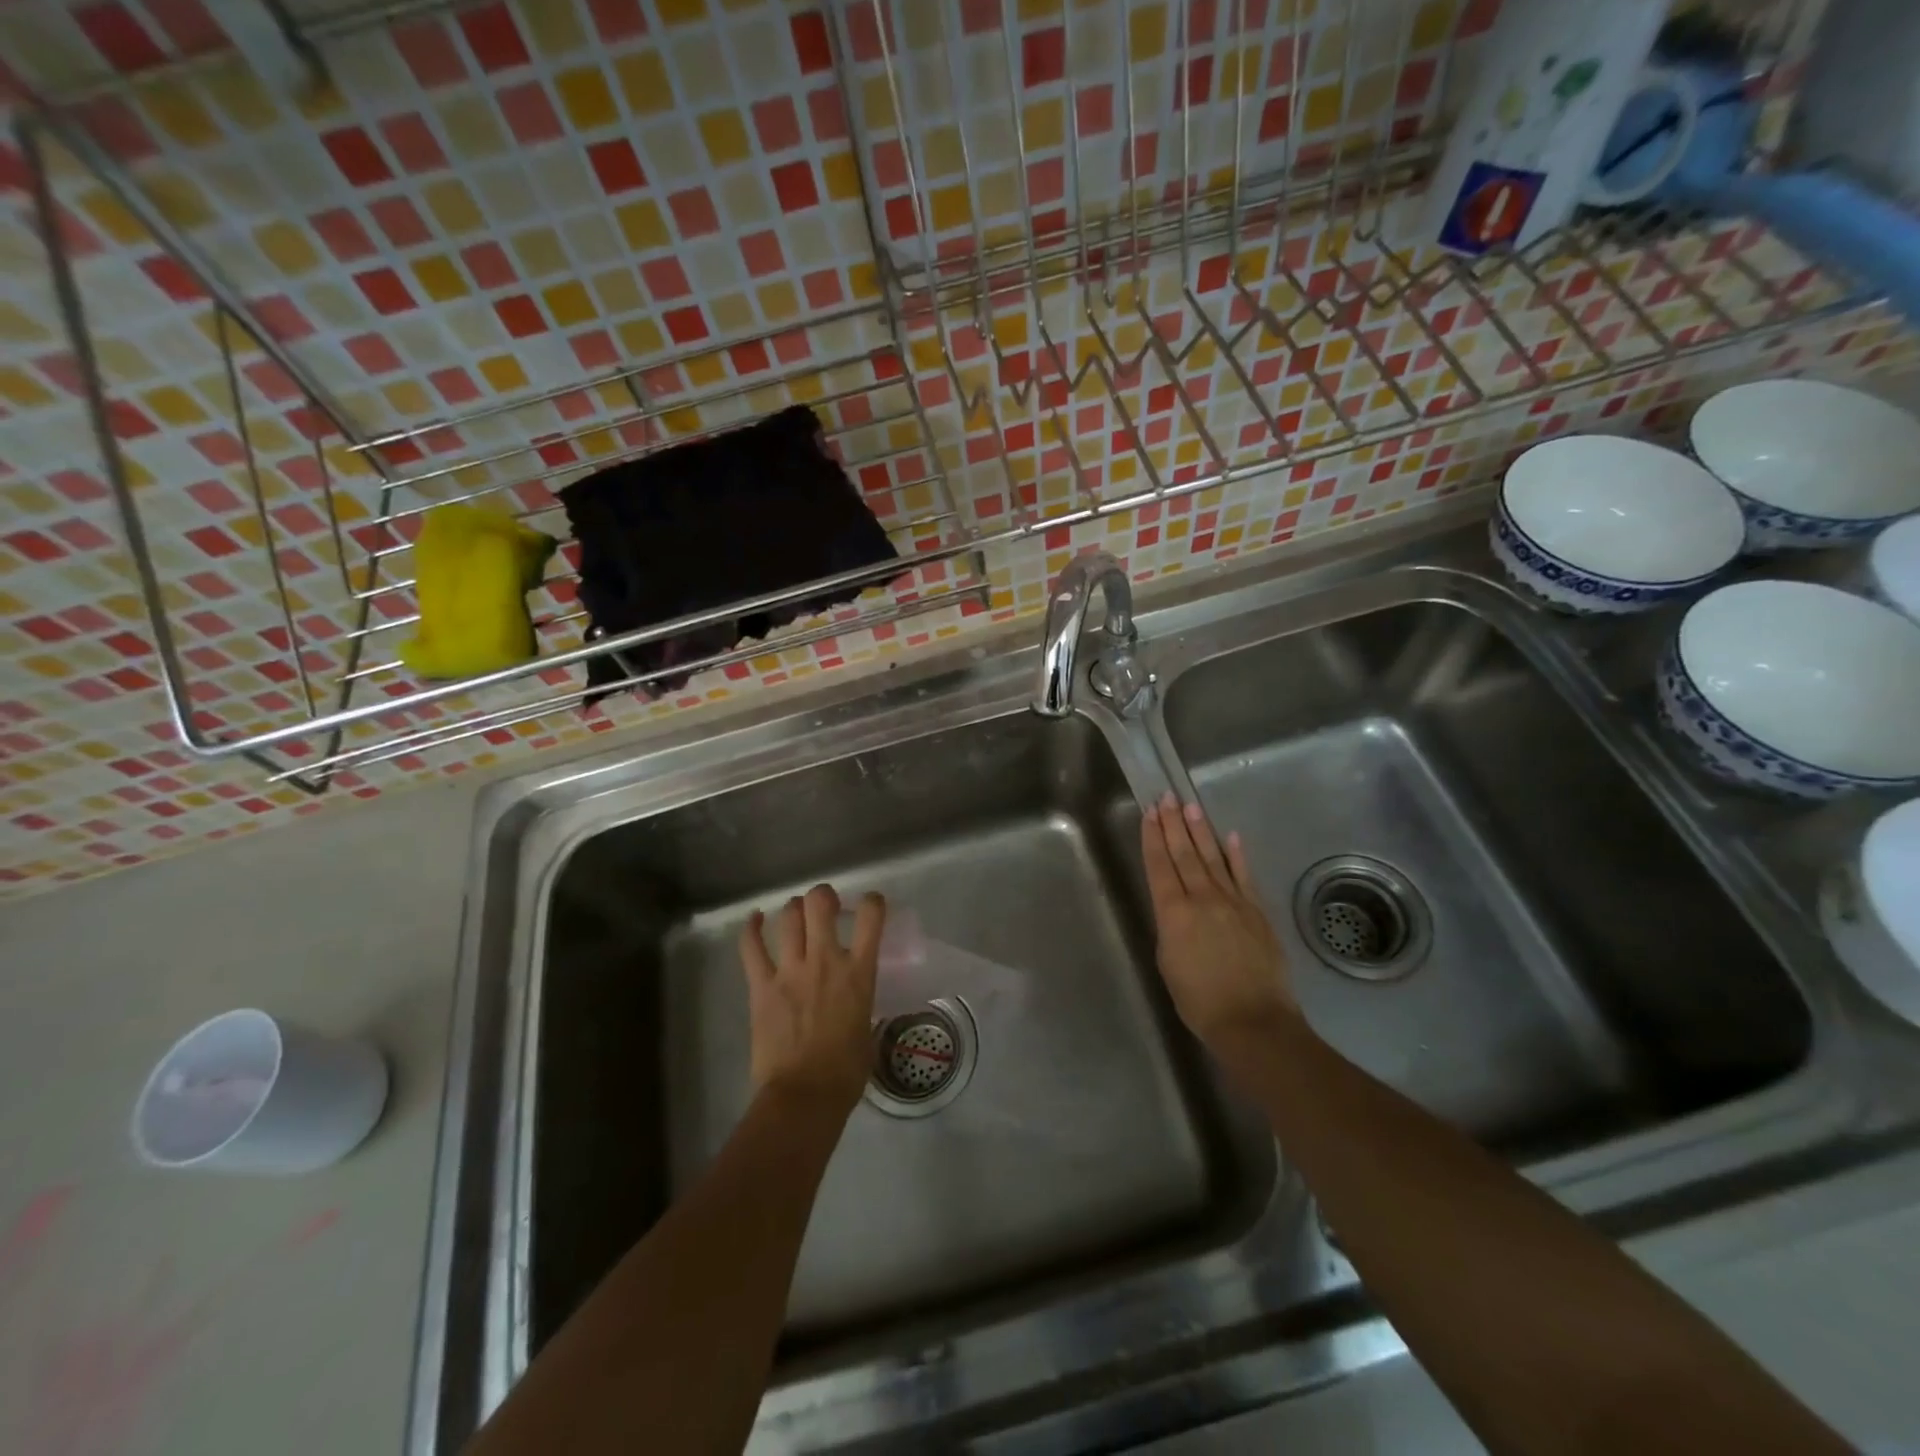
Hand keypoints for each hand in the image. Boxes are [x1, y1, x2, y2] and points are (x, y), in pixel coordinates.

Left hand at [738, 884, 884, 1115]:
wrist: (805, 1096)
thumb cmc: (846, 1072)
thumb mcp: (867, 1029)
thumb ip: (860, 1003)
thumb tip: (853, 1002)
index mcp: (858, 973)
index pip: (872, 918)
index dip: (872, 902)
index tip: (870, 906)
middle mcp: (825, 960)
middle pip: (820, 904)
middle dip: (823, 896)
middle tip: (825, 906)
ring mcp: (790, 970)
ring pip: (788, 917)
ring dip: (793, 909)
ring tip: (796, 913)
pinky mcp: (761, 986)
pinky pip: (751, 948)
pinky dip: (751, 928)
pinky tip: (754, 919)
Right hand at [1141, 792, 1299, 1059]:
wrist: (1253, 1021)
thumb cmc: (1199, 1000)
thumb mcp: (1168, 962)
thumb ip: (1170, 928)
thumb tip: (1176, 909)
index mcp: (1173, 912)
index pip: (1159, 865)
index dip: (1153, 837)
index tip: (1150, 812)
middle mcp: (1202, 898)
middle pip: (1185, 853)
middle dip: (1174, 824)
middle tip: (1168, 797)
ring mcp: (1234, 902)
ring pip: (1213, 858)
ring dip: (1201, 831)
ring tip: (1192, 807)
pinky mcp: (1257, 912)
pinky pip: (1245, 876)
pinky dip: (1237, 855)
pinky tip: (1232, 837)